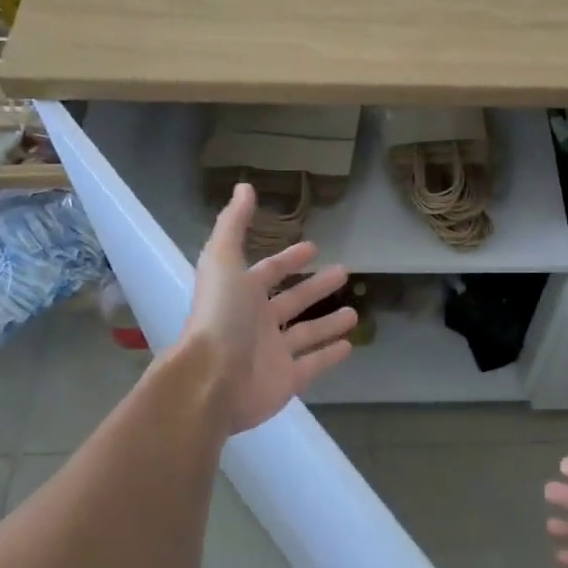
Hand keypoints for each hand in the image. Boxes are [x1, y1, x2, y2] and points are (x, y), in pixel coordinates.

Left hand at [177, 184, 356, 433]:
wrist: (212, 379)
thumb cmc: (220, 317)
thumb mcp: (223, 261)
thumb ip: (234, 225)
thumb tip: (244, 187)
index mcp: (241, 295)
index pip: (269, 272)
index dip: (289, 259)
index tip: (313, 248)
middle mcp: (256, 323)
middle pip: (292, 302)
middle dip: (316, 287)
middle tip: (344, 273)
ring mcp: (272, 354)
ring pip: (306, 334)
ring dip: (328, 324)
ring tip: (355, 313)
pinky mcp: (287, 380)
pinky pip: (313, 365)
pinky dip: (329, 355)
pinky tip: (350, 345)